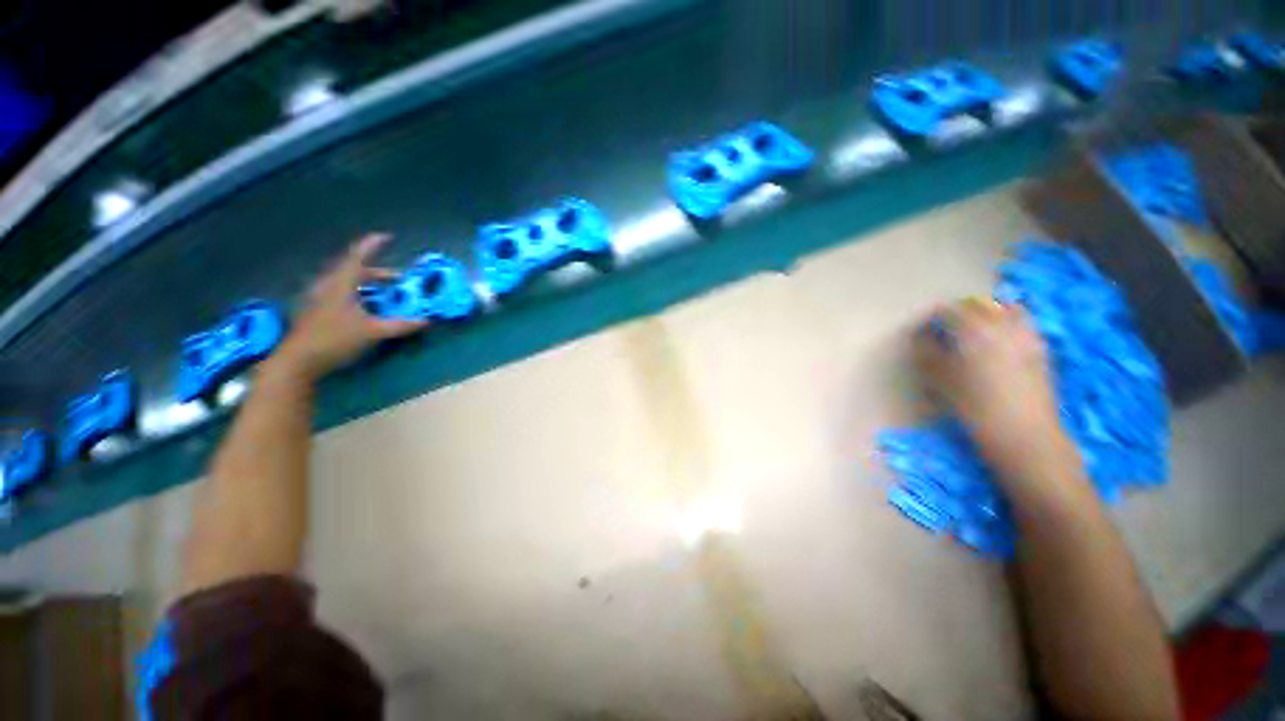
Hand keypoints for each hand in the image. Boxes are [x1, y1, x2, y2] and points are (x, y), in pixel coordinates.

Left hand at [271, 234, 426, 381]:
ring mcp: (319, 299)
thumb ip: (401, 325)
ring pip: (346, 283)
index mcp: (341, 284)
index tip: (386, 236)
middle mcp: (328, 286)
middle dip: (377, 272)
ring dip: (367, 285)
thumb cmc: (336, 339)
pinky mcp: (316, 311)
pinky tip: (366, 309)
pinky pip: (340, 294)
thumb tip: (426, 321)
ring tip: (383, 293)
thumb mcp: (374, 332)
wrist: (299, 360)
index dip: (372, 245)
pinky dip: (357, 295)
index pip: (358, 258)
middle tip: (396, 279)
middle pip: (353, 271)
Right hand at [914, 298, 1080, 484]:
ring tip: (971, 331)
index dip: (930, 318)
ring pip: (1003, 308)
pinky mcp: (1040, 348)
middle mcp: (1003, 324)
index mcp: (975, 329)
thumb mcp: (940, 380)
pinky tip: (996, 342)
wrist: (1026, 436)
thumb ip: (927, 353)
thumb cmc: (975, 408)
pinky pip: (1021, 322)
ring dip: (985, 313)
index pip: (947, 310)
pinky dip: (1006, 322)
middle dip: (957, 312)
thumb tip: (920, 337)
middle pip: (977, 304)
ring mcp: (1026, 334)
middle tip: (942, 330)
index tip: (920, 331)